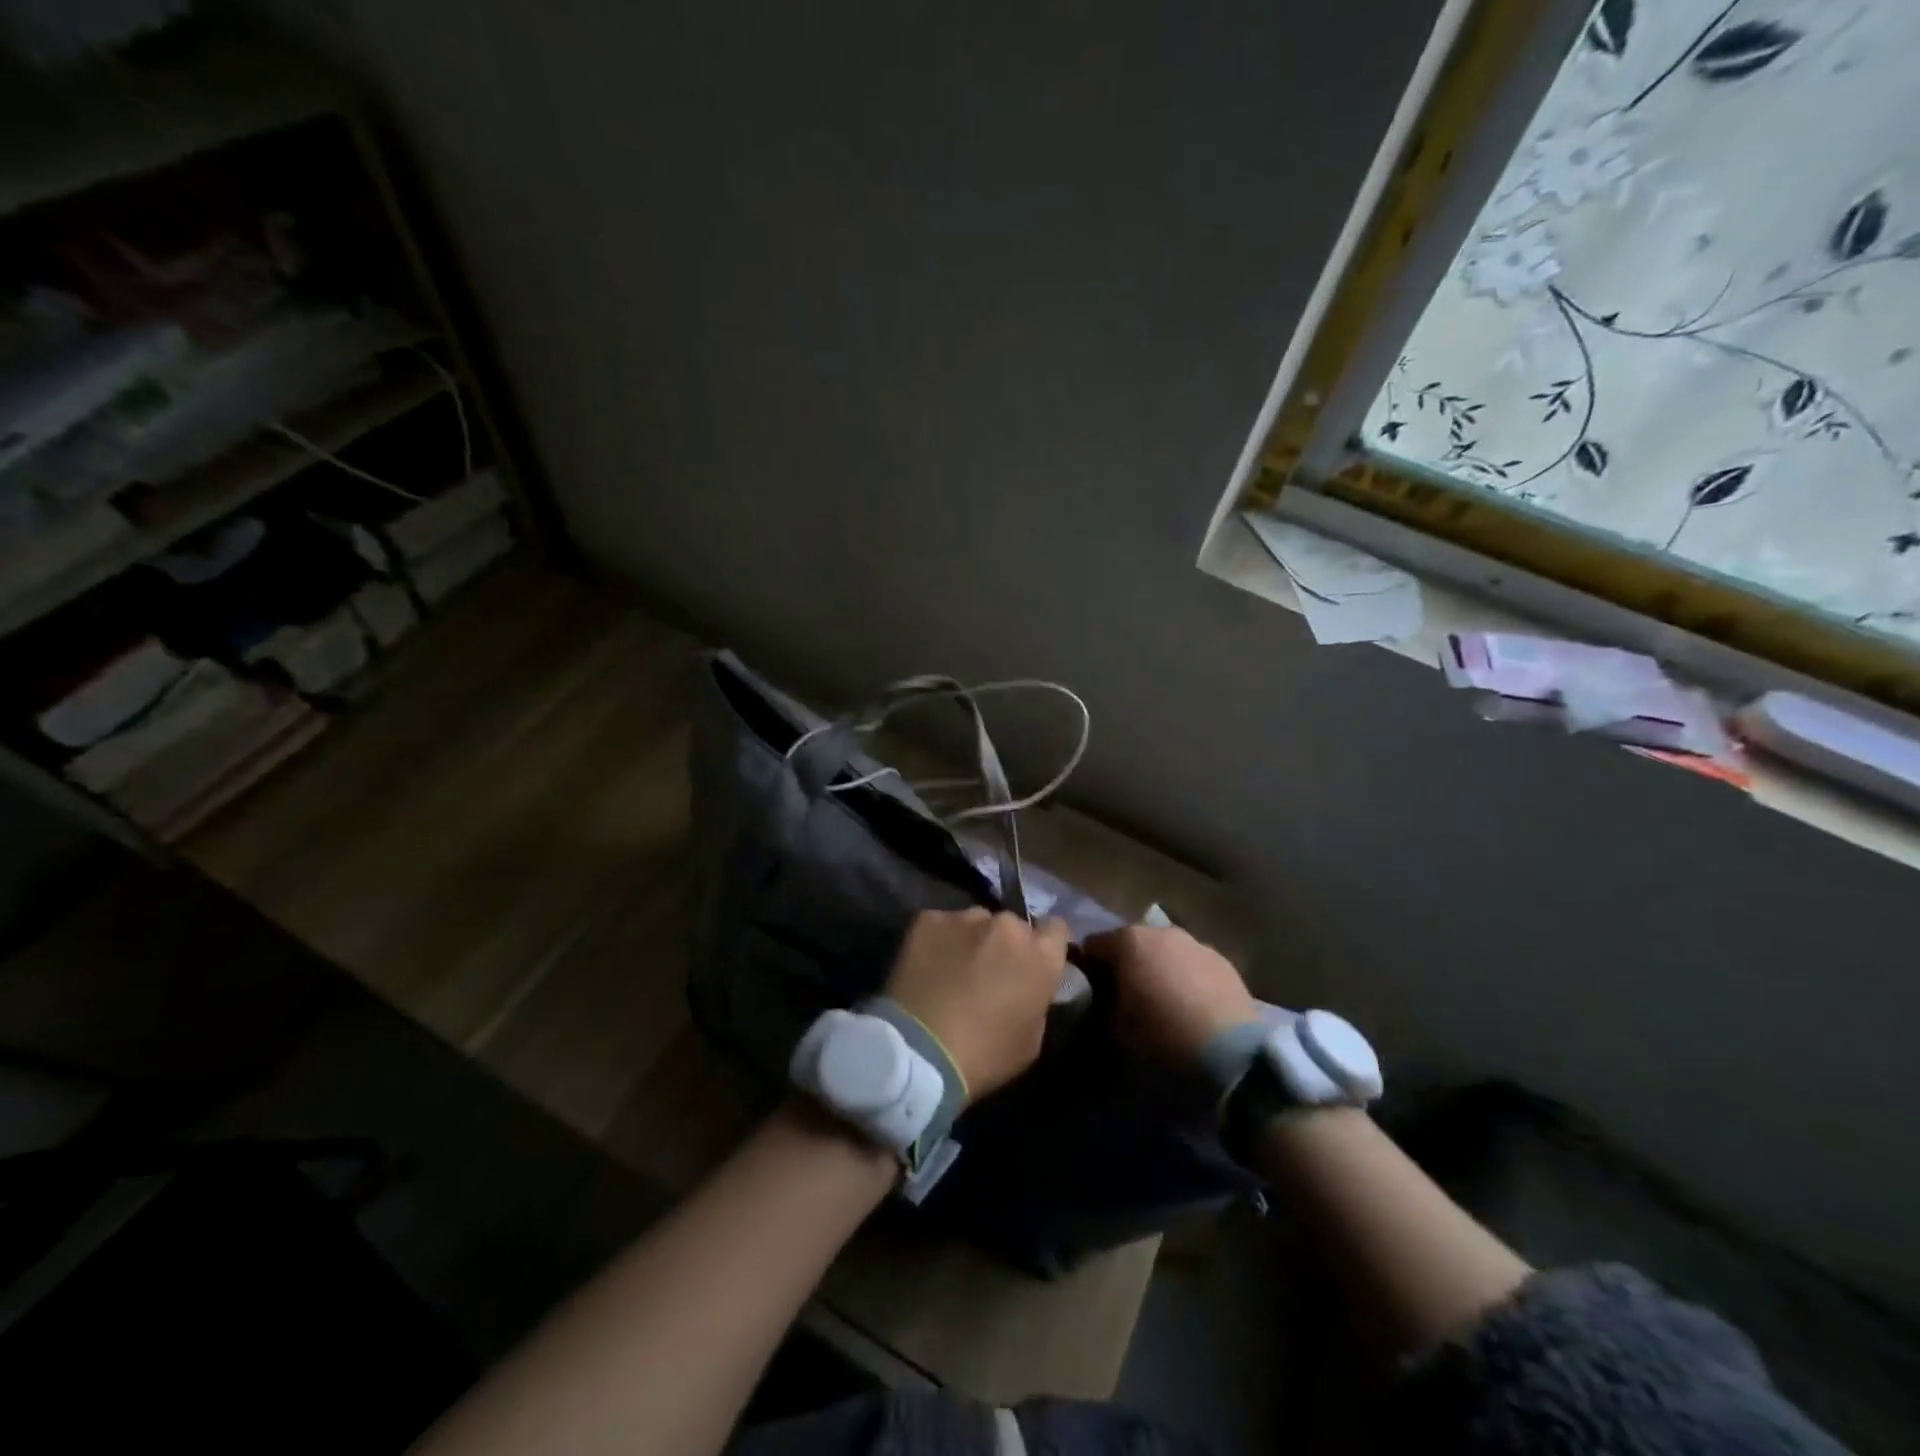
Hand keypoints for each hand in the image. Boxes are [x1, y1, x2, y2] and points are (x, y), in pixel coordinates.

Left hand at [884, 909, 1068, 1101]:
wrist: (919, 1051)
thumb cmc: (984, 1056)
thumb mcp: (1031, 1040)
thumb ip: (1037, 999)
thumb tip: (1029, 986)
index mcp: (1041, 956)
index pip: (1055, 929)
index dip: (1043, 945)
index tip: (1031, 962)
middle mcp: (1007, 925)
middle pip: (1011, 926)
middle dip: (1003, 944)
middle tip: (986, 971)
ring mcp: (965, 918)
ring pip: (975, 922)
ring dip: (970, 940)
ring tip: (951, 969)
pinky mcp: (928, 919)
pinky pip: (940, 926)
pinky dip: (937, 942)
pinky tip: (926, 966)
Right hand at [1081, 924, 1257, 1071]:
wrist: (1230, 1052)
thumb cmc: (1161, 1035)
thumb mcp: (1115, 1028)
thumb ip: (1103, 1003)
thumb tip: (1105, 998)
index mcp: (1128, 941)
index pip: (1092, 945)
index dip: (1088, 967)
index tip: (1091, 991)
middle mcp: (1161, 932)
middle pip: (1131, 943)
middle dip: (1126, 965)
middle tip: (1127, 997)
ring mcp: (1195, 943)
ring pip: (1165, 951)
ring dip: (1158, 968)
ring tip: (1163, 1002)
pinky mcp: (1223, 961)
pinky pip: (1192, 964)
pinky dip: (1186, 977)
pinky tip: (1192, 1006)